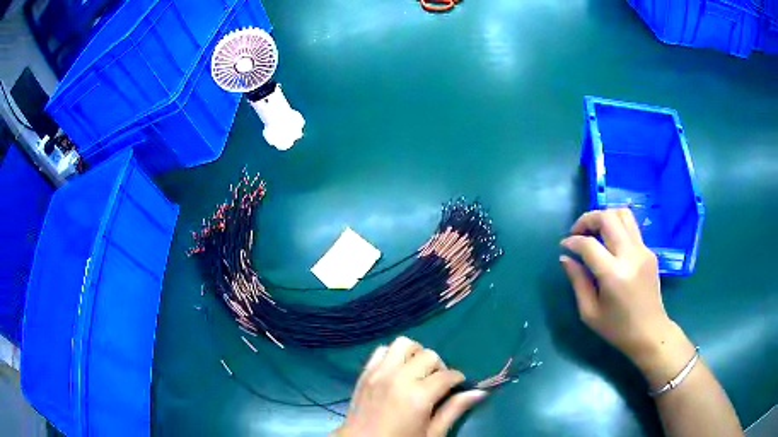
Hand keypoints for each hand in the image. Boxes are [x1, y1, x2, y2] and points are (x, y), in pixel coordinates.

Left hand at [334, 337, 486, 436]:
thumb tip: (479, 392)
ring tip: (417, 373)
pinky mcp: (364, 373)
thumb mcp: (431, 434)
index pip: (447, 375)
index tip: (457, 387)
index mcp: (418, 396)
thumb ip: (454, 410)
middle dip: (438, 367)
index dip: (457, 379)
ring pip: (404, 344)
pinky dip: (393, 355)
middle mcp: (398, 378)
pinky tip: (397, 372)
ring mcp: (378, 373)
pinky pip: (381, 350)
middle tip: (437, 383)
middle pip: (428, 355)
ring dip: (415, 355)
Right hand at [560, 209, 695, 386]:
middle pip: (607, 218)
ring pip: (623, 214)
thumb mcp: (589, 312)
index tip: (564, 246)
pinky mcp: (649, 251)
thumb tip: (565, 258)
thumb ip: (577, 281)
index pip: (589, 244)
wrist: (650, 332)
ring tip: (594, 232)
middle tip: (578, 233)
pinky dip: (616, 227)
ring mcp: (643, 250)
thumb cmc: (617, 328)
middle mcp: (630, 255)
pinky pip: (631, 228)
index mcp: (613, 274)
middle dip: (587, 219)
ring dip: (604, 217)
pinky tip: (610, 245)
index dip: (572, 241)